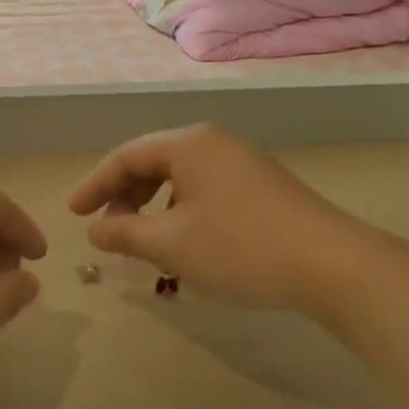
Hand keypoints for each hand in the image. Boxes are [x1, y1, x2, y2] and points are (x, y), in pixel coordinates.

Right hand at [67, 124, 389, 317]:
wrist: (334, 266)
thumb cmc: (240, 248)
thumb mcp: (170, 244)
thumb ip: (123, 233)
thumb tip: (95, 229)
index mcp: (188, 144)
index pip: (125, 156)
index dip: (94, 185)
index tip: (74, 214)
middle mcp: (213, 143)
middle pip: (152, 162)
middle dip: (123, 195)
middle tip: (106, 228)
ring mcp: (242, 162)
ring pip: (179, 177)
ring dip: (151, 205)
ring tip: (141, 238)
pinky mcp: (262, 185)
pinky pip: (204, 188)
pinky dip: (180, 209)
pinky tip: (184, 239)